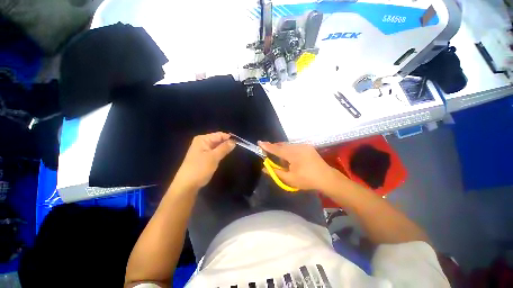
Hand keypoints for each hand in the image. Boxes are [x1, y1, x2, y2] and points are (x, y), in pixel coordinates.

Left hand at [174, 132, 235, 190]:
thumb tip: (234, 141)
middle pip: (218, 140)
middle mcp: (202, 142)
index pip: (219, 135)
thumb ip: (224, 148)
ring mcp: (202, 150)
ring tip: (232, 152)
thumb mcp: (214, 157)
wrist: (187, 184)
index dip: (229, 138)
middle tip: (237, 148)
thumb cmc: (200, 168)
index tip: (238, 143)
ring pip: (216, 146)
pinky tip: (224, 156)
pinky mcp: (203, 157)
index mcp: (203, 139)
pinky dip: (220, 153)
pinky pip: (214, 152)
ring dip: (223, 149)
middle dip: (226, 144)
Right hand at [258, 141, 346, 192]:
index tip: (259, 142)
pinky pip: (294, 146)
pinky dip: (288, 150)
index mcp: (294, 155)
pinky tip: (289, 157)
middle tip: (268, 152)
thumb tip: (264, 168)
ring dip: (282, 149)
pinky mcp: (307, 147)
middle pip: (282, 145)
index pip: (277, 149)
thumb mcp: (290, 179)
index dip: (267, 146)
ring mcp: (304, 146)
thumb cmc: (307, 180)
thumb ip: (276, 172)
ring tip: (280, 158)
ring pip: (288, 145)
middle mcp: (298, 147)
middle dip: (274, 148)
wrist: (327, 178)